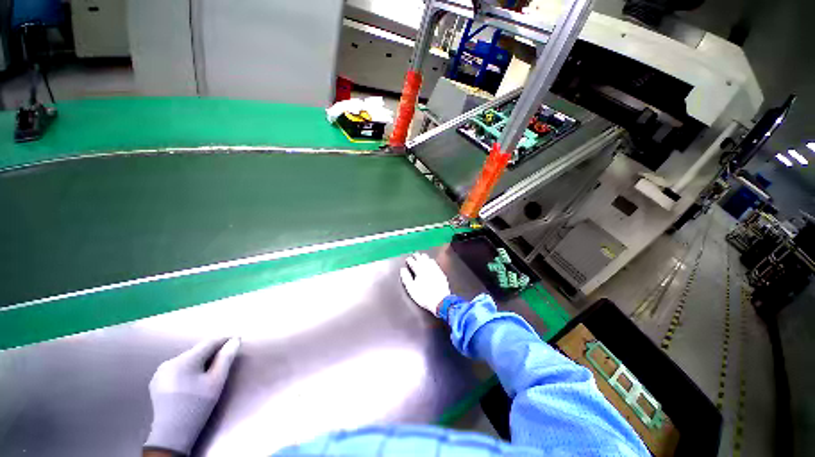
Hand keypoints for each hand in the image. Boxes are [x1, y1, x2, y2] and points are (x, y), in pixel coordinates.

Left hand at [145, 338, 240, 454]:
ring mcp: (160, 372)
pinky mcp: (157, 382)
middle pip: (197, 352)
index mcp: (183, 361)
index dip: (224, 340)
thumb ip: (226, 358)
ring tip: (210, 371)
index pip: (208, 343)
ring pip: (187, 360)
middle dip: (212, 353)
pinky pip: (178, 369)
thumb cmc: (197, 406)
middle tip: (225, 359)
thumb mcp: (216, 382)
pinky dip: (189, 370)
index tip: (236, 339)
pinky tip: (194, 381)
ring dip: (200, 362)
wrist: (172, 434)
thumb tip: (235, 340)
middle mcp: (169, 362)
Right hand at [400, 252, 451, 314]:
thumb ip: (406, 278)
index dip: (410, 260)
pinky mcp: (441, 273)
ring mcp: (435, 270)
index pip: (413, 263)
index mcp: (419, 271)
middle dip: (417, 256)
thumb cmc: (423, 296)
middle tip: (415, 254)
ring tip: (422, 255)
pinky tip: (431, 261)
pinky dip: (432, 261)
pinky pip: (435, 264)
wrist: (440, 301)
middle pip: (422, 260)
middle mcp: (427, 268)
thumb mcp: (411, 289)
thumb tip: (403, 269)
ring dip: (425, 257)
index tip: (408, 258)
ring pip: (429, 260)